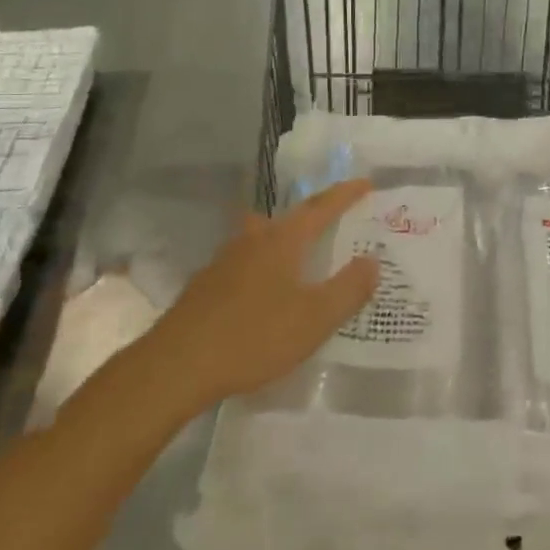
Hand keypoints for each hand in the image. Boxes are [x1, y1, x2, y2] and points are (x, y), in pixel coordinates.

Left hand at [158, 179, 381, 406]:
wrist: (176, 367)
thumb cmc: (253, 336)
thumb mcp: (315, 319)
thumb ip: (348, 289)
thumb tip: (373, 261)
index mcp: (282, 241)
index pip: (320, 208)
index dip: (345, 195)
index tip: (365, 183)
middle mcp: (252, 241)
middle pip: (285, 217)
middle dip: (310, 214)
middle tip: (330, 218)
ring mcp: (223, 262)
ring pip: (259, 238)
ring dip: (281, 238)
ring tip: (297, 253)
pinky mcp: (204, 287)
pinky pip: (242, 263)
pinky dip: (261, 267)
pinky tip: (261, 291)